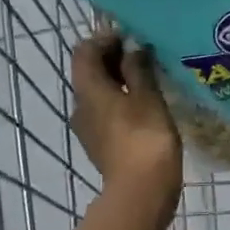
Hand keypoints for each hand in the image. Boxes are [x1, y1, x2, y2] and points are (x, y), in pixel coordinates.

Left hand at [70, 33, 181, 192]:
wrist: (141, 191)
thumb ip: (138, 68)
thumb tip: (132, 48)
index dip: (106, 39)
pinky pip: (106, 113)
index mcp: (88, 89)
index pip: (85, 51)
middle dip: (114, 59)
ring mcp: (88, 128)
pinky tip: (145, 107)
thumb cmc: (145, 137)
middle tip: (144, 57)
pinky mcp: (100, 145)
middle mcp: (80, 106)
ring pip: (98, 93)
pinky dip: (121, 102)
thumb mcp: (148, 96)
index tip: (133, 39)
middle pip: (89, 71)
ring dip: (119, 81)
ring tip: (148, 80)